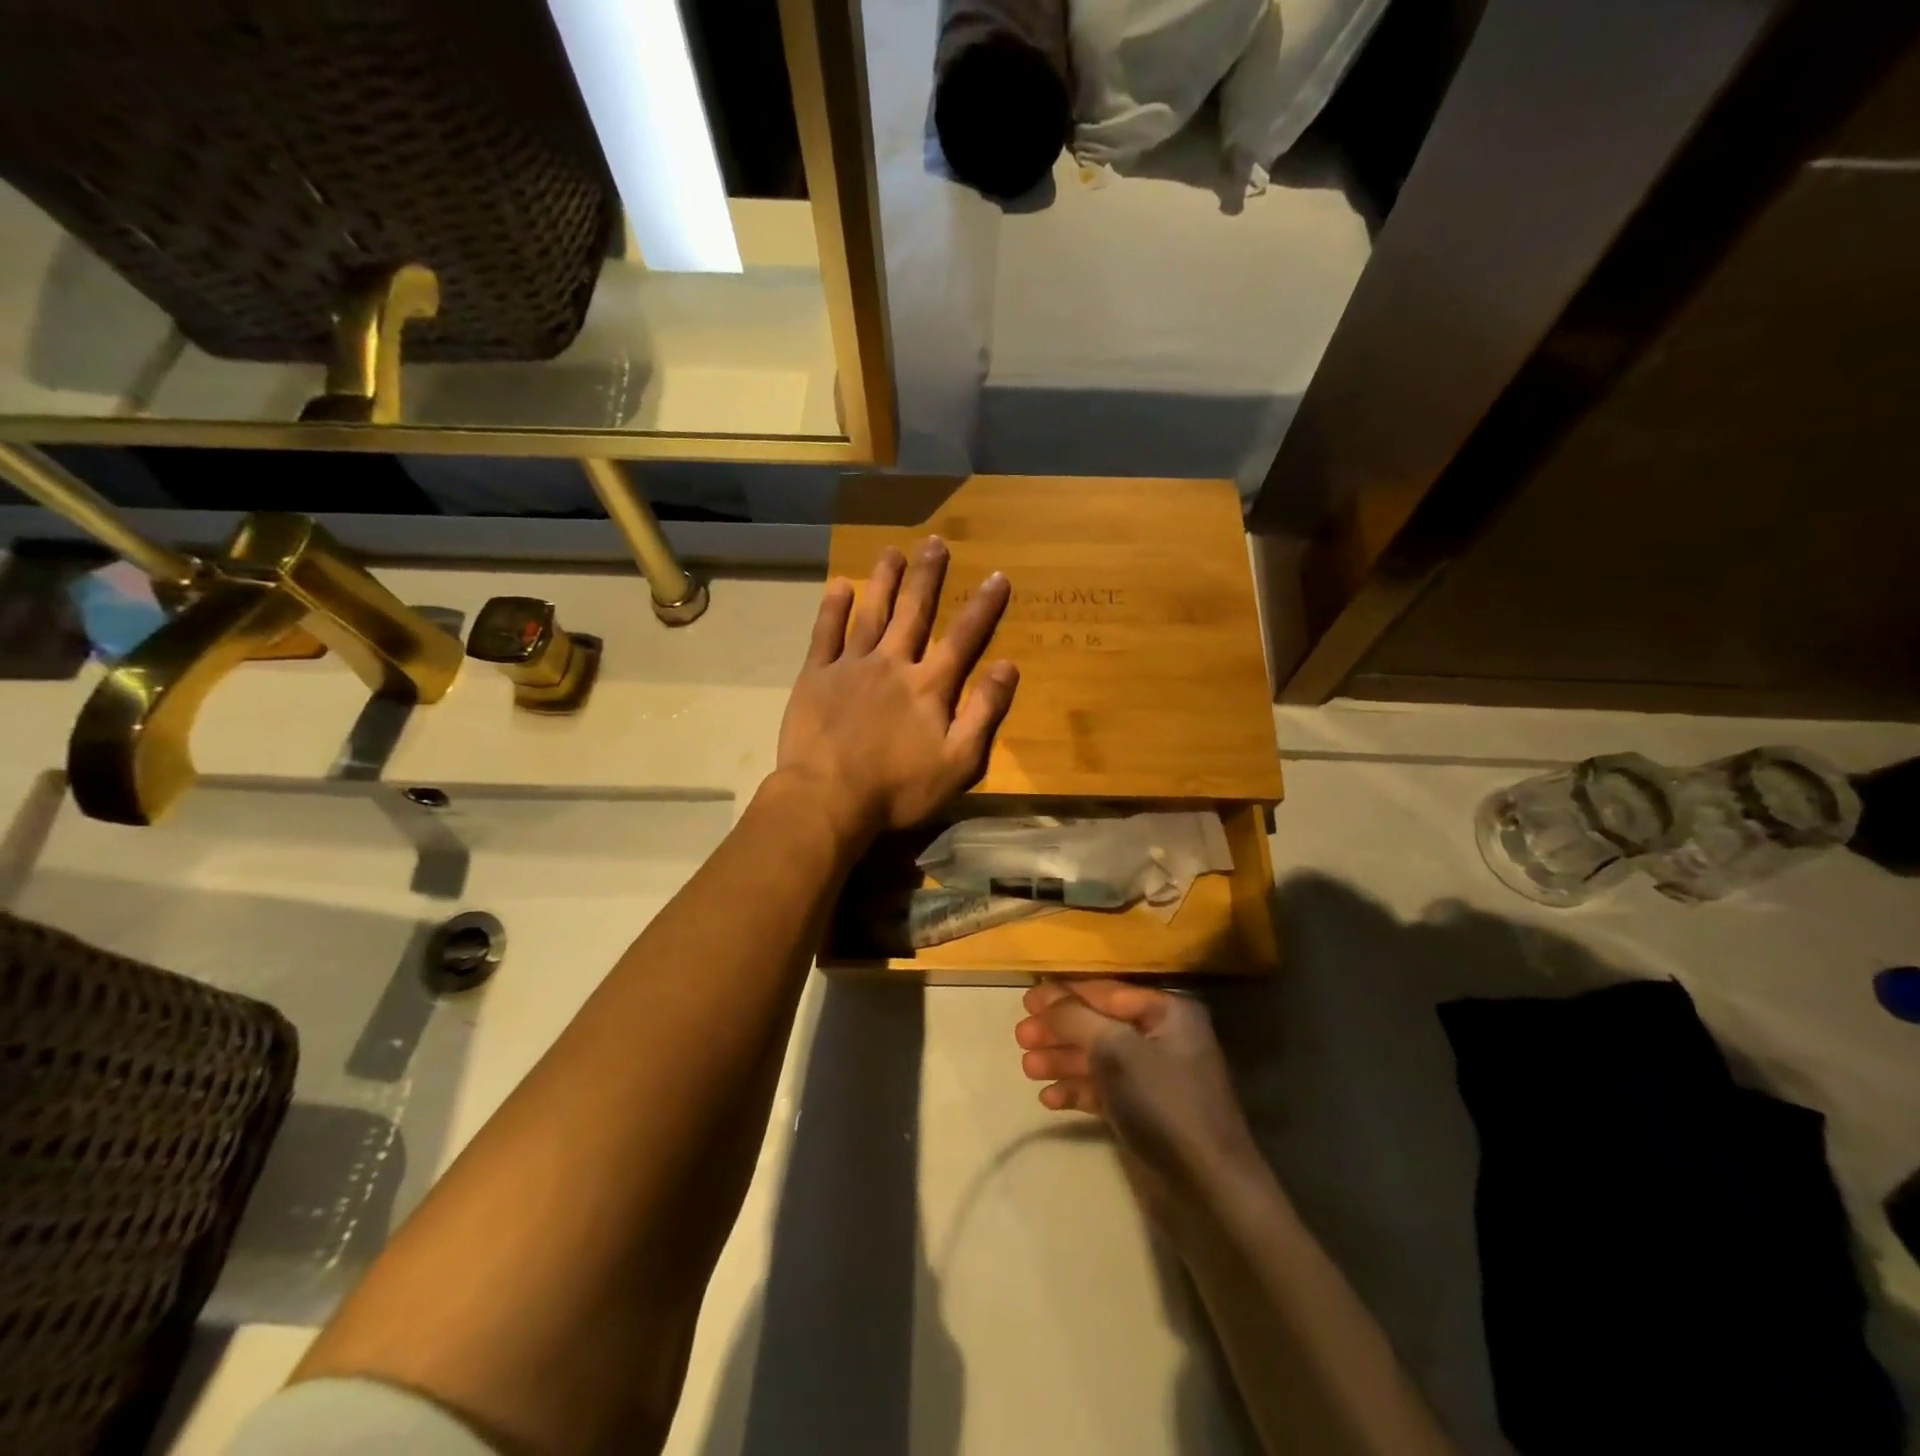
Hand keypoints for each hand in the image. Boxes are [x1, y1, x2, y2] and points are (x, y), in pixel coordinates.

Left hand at [776, 536, 1016, 848]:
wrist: (828, 798)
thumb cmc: (898, 789)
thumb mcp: (958, 762)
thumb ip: (984, 712)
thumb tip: (1008, 667)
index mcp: (929, 686)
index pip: (963, 638)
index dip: (983, 607)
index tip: (997, 575)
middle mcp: (893, 664)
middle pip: (914, 612)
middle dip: (927, 576)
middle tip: (935, 543)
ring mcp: (851, 666)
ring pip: (871, 613)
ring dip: (884, 580)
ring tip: (892, 551)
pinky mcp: (816, 676)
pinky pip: (826, 633)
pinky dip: (833, 608)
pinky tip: (839, 586)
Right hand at [1015, 980, 1262, 1221]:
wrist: (1206, 1191)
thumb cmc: (1163, 1103)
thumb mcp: (1115, 1050)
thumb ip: (1076, 1018)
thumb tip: (1046, 997)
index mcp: (1167, 1013)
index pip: (1106, 992)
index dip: (1064, 994)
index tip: (1026, 999)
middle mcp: (1162, 1038)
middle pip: (1098, 1024)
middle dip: (1058, 1030)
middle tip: (1020, 1037)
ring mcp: (1153, 1078)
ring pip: (1097, 1058)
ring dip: (1062, 1060)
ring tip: (1027, 1068)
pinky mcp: (1143, 1112)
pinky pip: (1103, 1090)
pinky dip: (1077, 1090)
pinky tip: (1049, 1098)